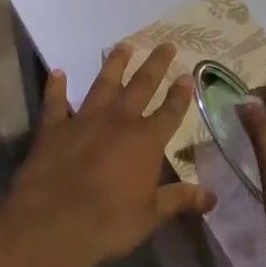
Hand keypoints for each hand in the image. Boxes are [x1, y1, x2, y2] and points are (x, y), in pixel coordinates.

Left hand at [6, 41, 214, 266]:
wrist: (53, 221)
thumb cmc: (108, 221)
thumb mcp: (151, 215)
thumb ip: (179, 199)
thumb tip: (212, 196)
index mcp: (146, 141)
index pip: (170, 112)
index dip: (180, 94)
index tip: (187, 75)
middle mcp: (118, 121)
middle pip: (141, 86)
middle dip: (155, 65)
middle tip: (166, 44)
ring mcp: (85, 120)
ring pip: (103, 84)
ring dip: (114, 64)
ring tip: (123, 45)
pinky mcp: (54, 127)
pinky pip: (56, 102)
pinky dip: (56, 87)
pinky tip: (58, 72)